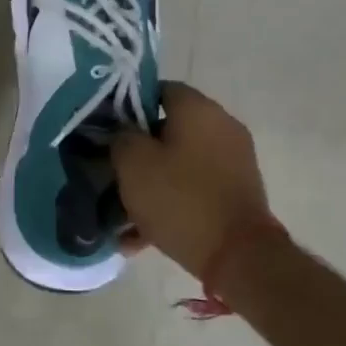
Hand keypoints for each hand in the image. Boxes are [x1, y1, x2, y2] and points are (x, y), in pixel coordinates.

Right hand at [111, 83, 281, 281]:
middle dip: (137, 150)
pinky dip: (170, 203)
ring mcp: (234, 161)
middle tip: (111, 171)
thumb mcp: (132, 163)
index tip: (108, 130)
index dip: (128, 107)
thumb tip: (123, 132)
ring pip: (179, 163)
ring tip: (121, 212)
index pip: (158, 89)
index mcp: (198, 109)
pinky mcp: (236, 193)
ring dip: (151, 182)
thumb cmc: (179, 198)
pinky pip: (194, 189)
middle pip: (168, 129)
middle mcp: (222, 127)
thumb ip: (121, 137)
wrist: (238, 256)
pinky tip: (140, 235)